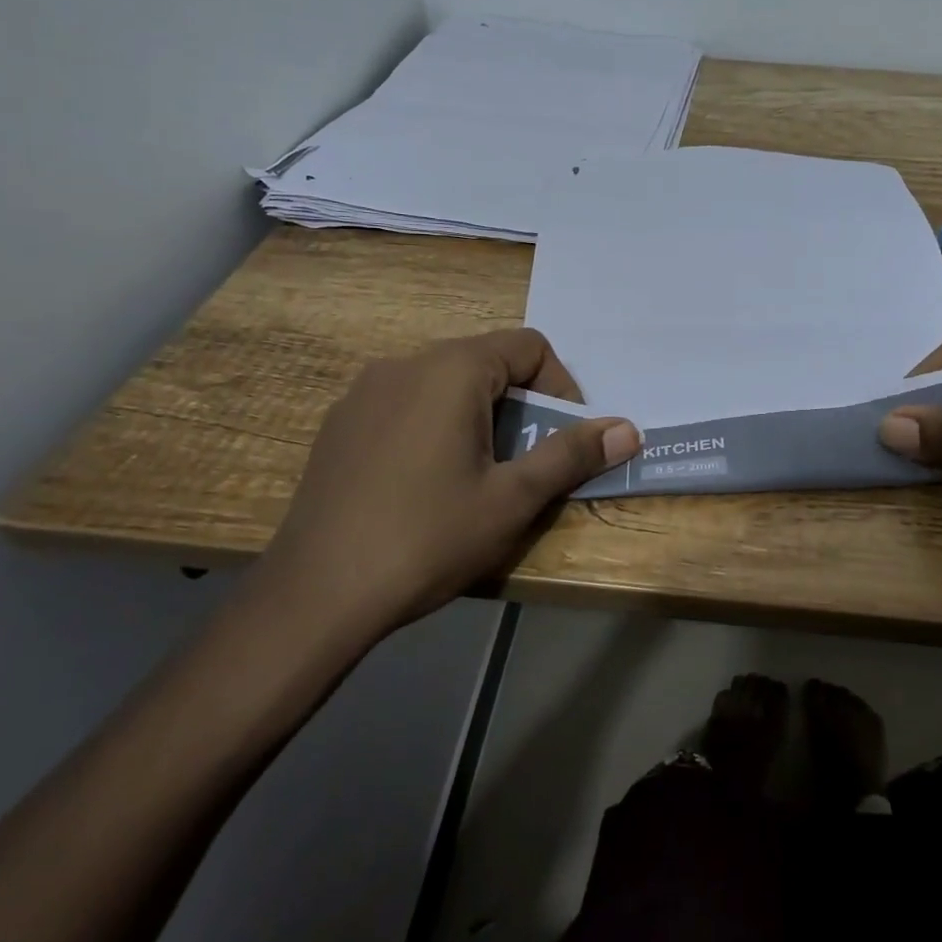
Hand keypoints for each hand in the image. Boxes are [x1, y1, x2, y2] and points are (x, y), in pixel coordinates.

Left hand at [253, 329, 639, 647]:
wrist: (314, 596)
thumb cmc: (426, 538)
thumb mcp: (512, 499)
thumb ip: (571, 455)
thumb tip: (628, 429)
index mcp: (451, 369)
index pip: (529, 346)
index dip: (560, 388)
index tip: (562, 439)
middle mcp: (405, 363)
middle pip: (486, 362)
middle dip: (521, 406)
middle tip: (526, 465)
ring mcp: (364, 392)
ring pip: (445, 384)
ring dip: (480, 417)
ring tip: (479, 477)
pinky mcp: (340, 423)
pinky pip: (406, 405)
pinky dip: (435, 426)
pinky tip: (424, 484)